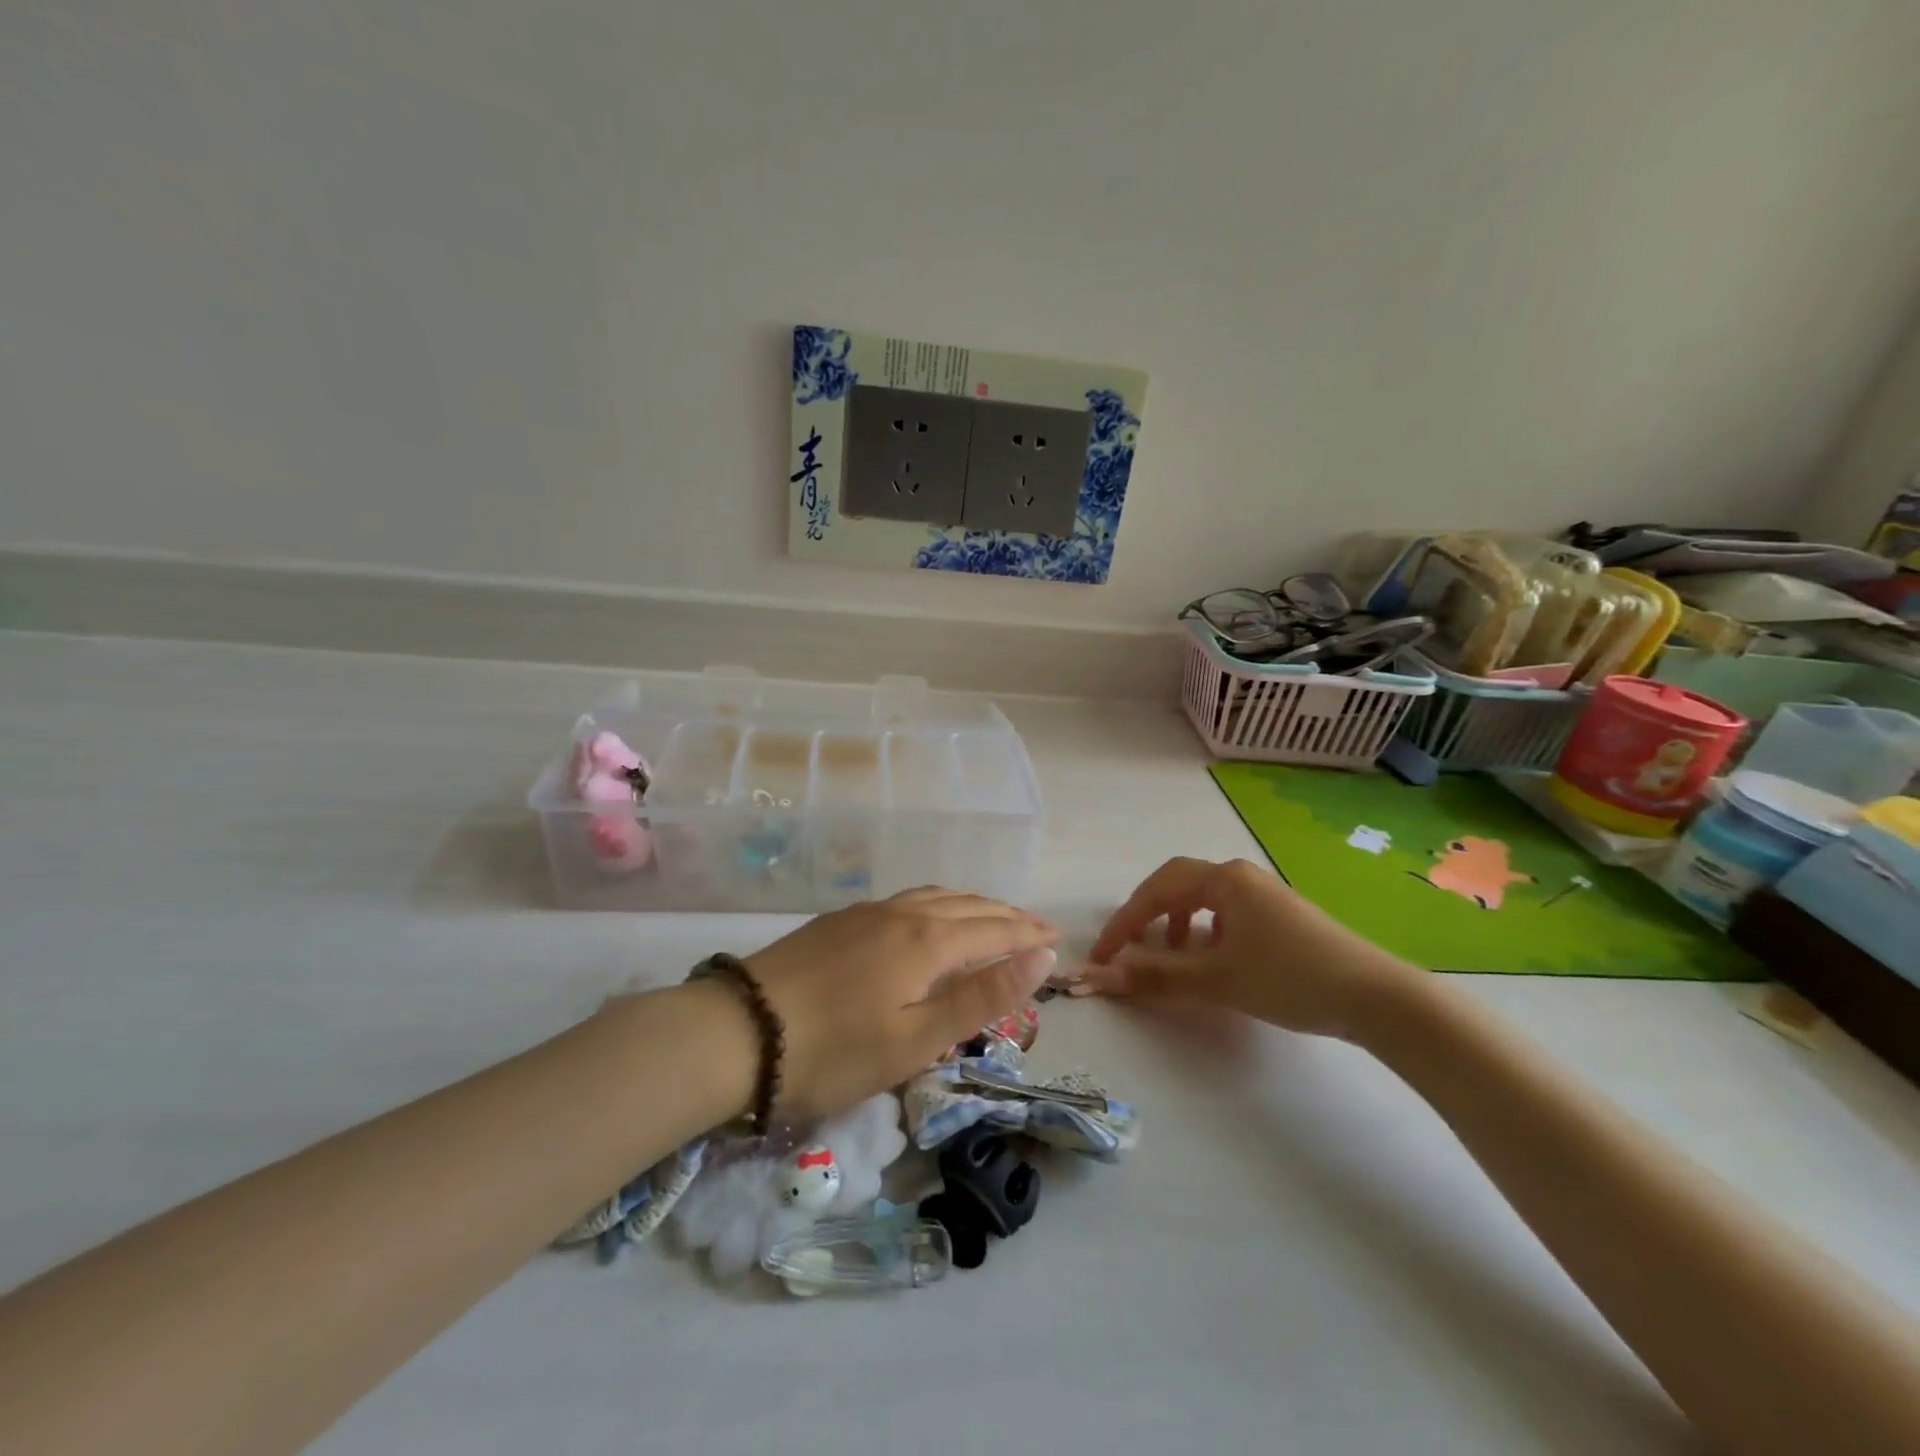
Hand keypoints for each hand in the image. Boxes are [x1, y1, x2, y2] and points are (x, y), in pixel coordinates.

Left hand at [744, 887, 1060, 1120]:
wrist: (736, 1031)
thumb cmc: (833, 1051)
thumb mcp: (916, 1039)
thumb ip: (981, 996)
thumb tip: (1041, 958)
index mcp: (926, 941)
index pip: (994, 928)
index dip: (1029, 934)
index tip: (1058, 939)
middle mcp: (902, 913)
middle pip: (968, 906)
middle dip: (1007, 915)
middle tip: (1035, 928)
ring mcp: (867, 912)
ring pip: (936, 897)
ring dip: (972, 905)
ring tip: (992, 916)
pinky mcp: (840, 920)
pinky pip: (907, 900)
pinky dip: (938, 905)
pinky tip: (930, 918)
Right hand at [1080, 857, 1419, 1039]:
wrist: (1378, 998)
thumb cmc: (1290, 978)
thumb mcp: (1217, 979)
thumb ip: (1155, 976)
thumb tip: (1100, 978)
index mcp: (1223, 879)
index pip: (1156, 891)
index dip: (1123, 923)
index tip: (1101, 957)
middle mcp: (1240, 877)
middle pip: (1177, 884)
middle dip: (1146, 914)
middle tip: (1129, 946)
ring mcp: (1263, 895)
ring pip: (1203, 898)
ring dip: (1175, 922)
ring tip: (1170, 955)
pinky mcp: (1280, 916)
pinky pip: (1226, 912)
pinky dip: (1204, 930)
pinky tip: (1211, 958)